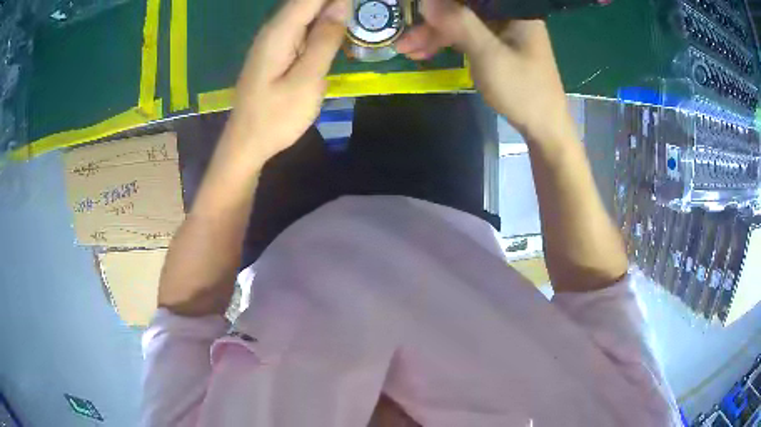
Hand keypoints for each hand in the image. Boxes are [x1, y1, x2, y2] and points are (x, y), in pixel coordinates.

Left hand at [223, 0, 349, 161]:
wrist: (246, 144)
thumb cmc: (276, 118)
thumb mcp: (306, 80)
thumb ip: (325, 41)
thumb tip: (342, 5)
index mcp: (279, 32)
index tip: (360, 2)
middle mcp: (274, 29)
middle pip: (307, 1)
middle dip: (335, 3)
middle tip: (362, 8)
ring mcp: (273, 40)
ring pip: (305, 12)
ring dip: (330, 10)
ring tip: (354, 16)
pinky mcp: (277, 51)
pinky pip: (302, 26)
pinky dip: (321, 23)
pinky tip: (338, 28)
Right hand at [396, 0, 573, 141]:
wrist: (544, 127)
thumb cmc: (522, 90)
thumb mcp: (489, 55)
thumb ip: (459, 23)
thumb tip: (427, 1)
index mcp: (514, 11)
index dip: (441, 2)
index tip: (416, 10)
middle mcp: (507, 15)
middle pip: (463, 8)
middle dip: (432, 21)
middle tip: (404, 36)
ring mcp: (501, 30)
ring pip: (460, 22)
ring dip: (433, 34)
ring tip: (406, 49)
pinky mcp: (496, 45)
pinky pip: (465, 35)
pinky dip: (446, 43)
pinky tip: (424, 53)